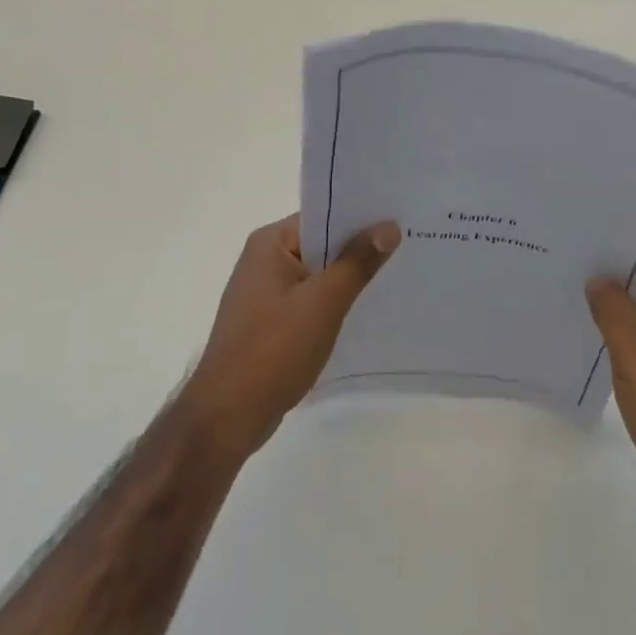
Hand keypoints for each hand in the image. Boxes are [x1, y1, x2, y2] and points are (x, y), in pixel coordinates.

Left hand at [181, 214, 401, 460]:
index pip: (322, 217)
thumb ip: (357, 262)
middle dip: (359, 249)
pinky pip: (308, 302)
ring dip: (347, 280)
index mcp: (269, 244)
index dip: (360, 218)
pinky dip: (333, 304)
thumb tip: (389, 226)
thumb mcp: (324, 302)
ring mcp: (264, 294)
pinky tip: (364, 313)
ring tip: (395, 276)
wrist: (227, 417)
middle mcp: (263, 261)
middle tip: (407, 246)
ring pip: (317, 276)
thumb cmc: (274, 350)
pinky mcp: (269, 324)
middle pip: (321, 245)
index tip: (398, 219)